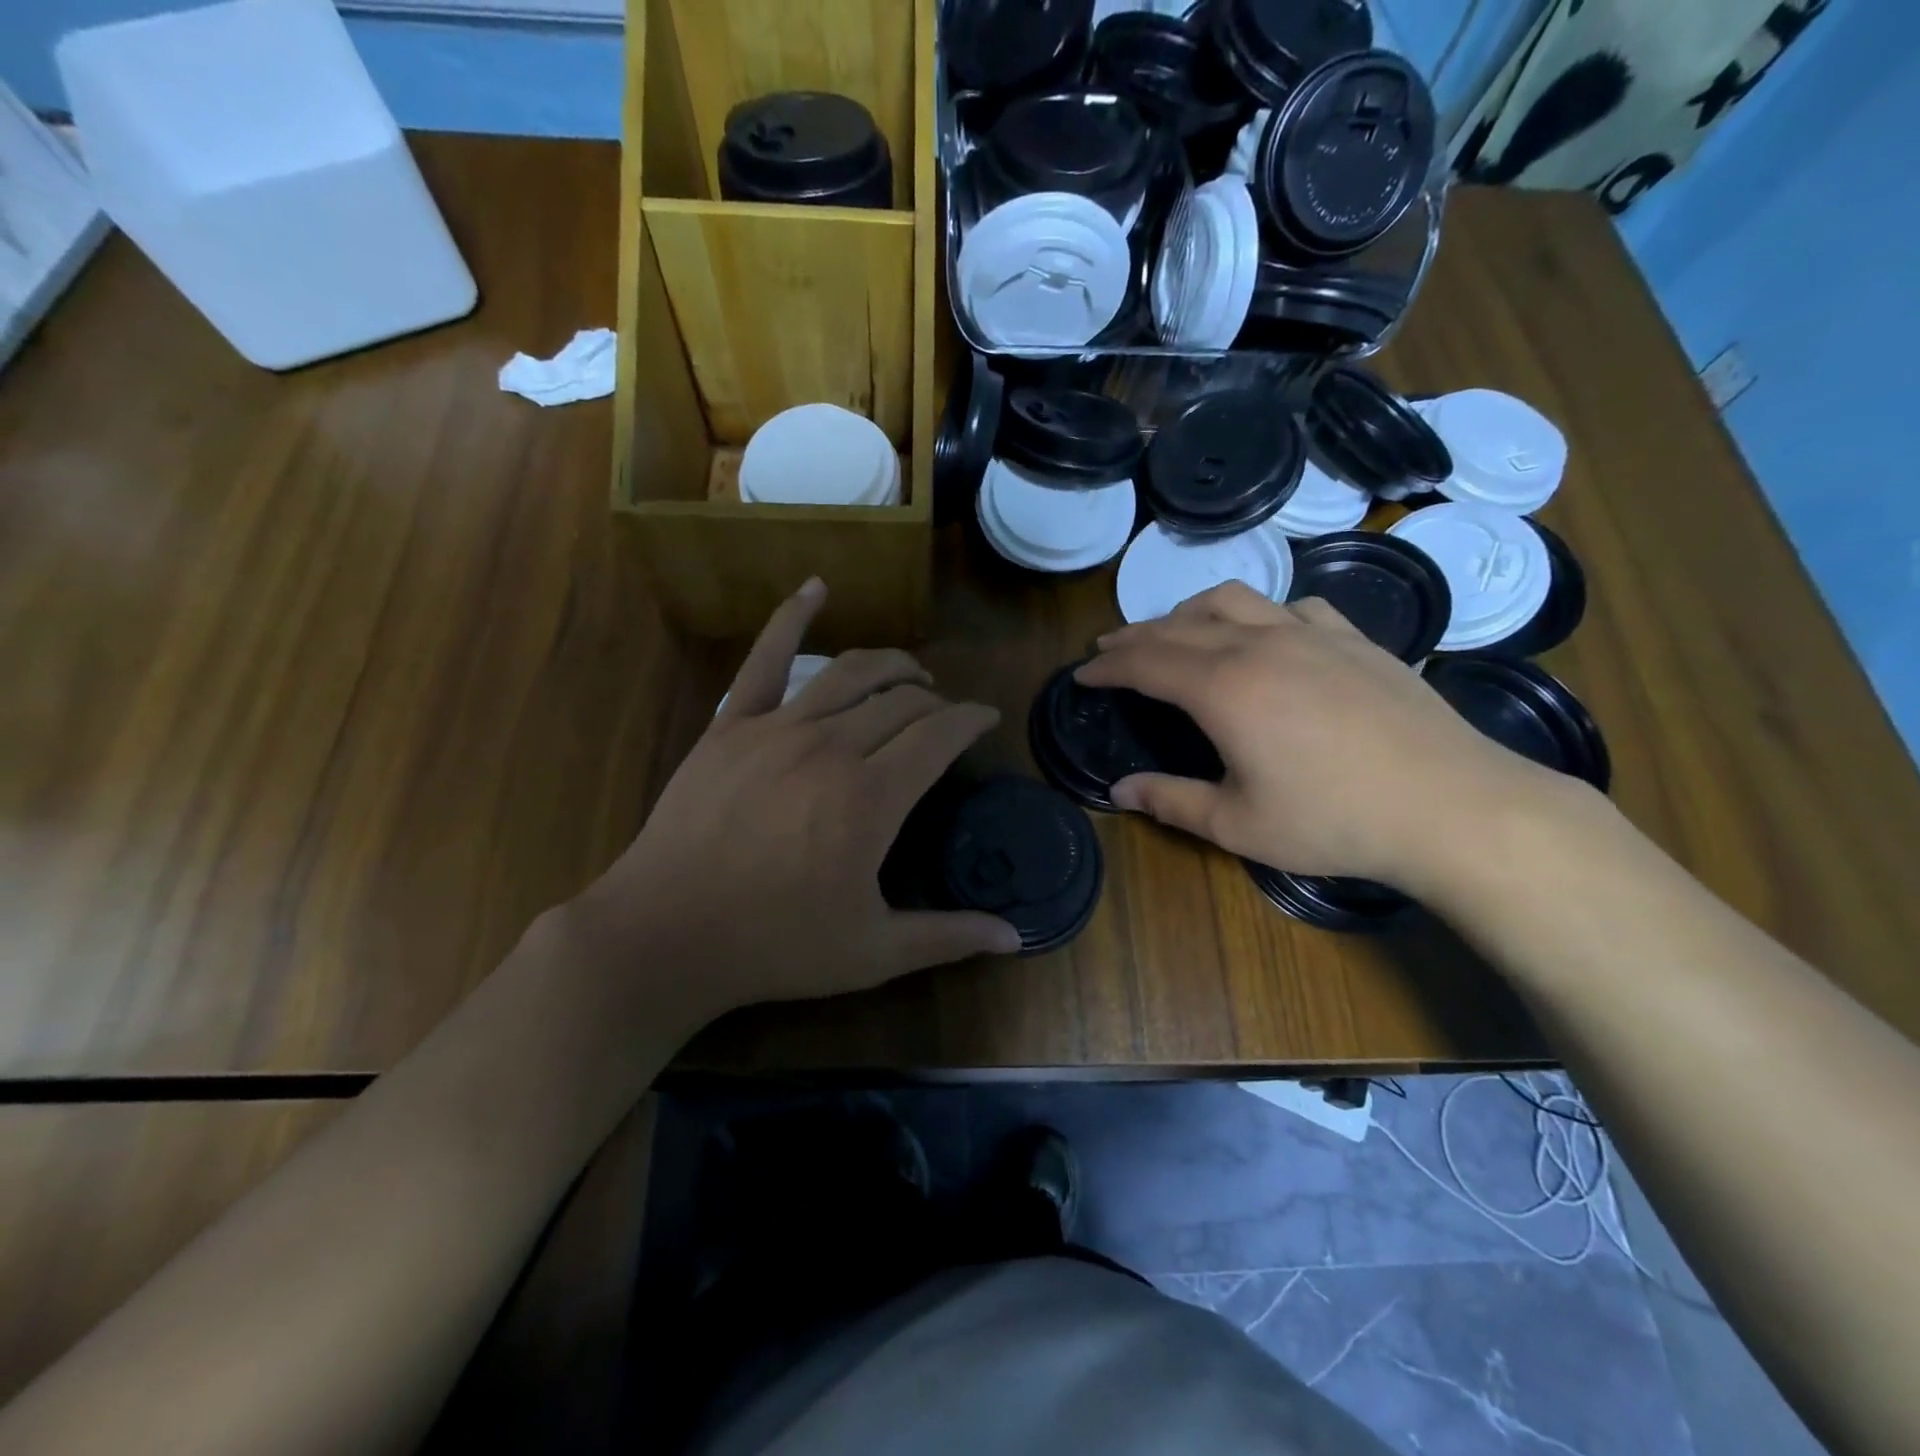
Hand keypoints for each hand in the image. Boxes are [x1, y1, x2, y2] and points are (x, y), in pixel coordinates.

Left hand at [572, 579, 1019, 1023]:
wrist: (665, 934)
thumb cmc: (775, 945)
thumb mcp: (873, 951)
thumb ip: (947, 936)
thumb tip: (1017, 939)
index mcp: (872, 797)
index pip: (939, 734)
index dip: (971, 720)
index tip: (986, 720)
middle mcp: (832, 746)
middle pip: (901, 701)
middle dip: (935, 701)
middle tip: (946, 714)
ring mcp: (777, 728)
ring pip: (850, 673)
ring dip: (892, 664)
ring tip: (912, 673)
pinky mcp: (731, 725)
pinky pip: (765, 658)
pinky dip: (792, 616)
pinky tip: (815, 588)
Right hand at [1076, 583, 1567, 887]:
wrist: (1451, 806)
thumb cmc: (1333, 821)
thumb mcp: (1237, 824)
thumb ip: (1170, 801)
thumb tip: (1118, 791)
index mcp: (1223, 688)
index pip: (1145, 662)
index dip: (1107, 666)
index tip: (1082, 674)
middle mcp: (1259, 645)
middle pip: (1179, 625)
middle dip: (1135, 635)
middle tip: (1109, 649)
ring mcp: (1312, 635)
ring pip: (1234, 601)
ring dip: (1189, 611)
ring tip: (1173, 629)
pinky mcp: (1355, 639)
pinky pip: (1293, 608)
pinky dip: (1260, 614)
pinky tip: (1266, 634)